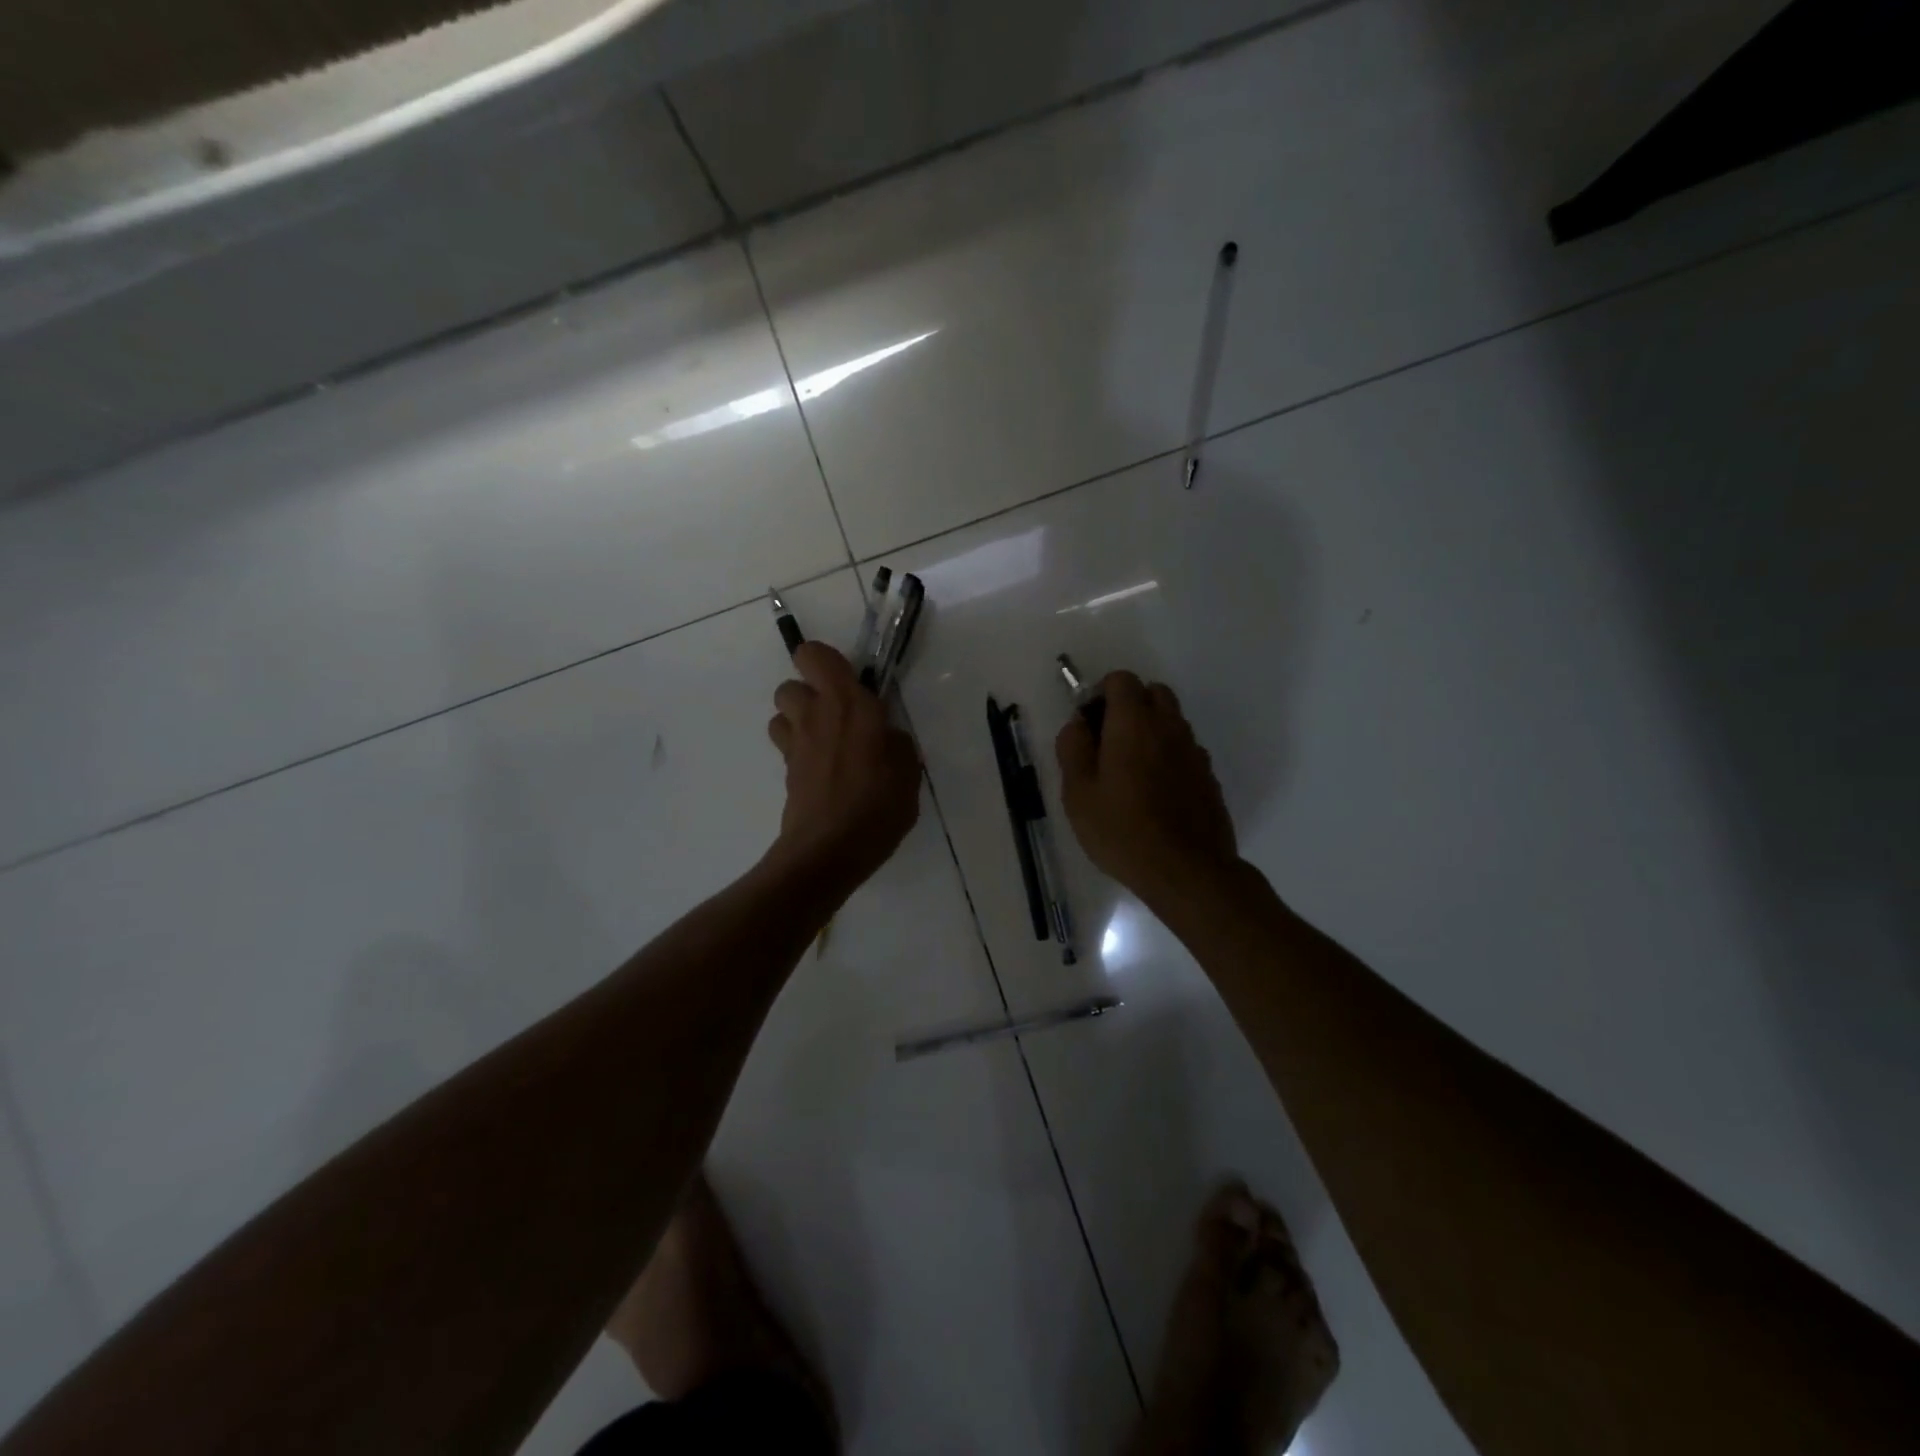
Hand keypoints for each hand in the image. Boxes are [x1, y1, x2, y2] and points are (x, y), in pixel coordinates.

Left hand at [767, 642, 920, 891]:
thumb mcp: (908, 771)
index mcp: (848, 704)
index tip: (847, 681)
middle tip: (837, 716)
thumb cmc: (877, 805)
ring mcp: (795, 744)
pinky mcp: (786, 772)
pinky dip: (801, 751)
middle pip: (789, 685)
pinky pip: (787, 747)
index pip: (814, 655)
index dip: (824, 662)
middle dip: (808, 694)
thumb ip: (896, 744)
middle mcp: (815, 715)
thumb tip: (884, 737)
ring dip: (798, 721)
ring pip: (781, 714)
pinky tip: (824, 773)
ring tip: (826, 742)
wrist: (829, 850)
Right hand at [1055, 671, 1240, 911]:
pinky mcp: (1208, 776)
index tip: (1088, 725)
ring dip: (1150, 730)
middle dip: (1129, 706)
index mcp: (1134, 723)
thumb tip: (1078, 723)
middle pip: (1152, 693)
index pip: (1121, 680)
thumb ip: (1073, 748)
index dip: (1100, 694)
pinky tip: (1155, 793)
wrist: (1187, 871)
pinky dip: (1168, 755)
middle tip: (1108, 743)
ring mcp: (1194, 751)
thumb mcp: (1078, 793)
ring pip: (1171, 721)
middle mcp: (1169, 727)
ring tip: (1130, 772)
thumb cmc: (1122, 831)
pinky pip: (1184, 750)